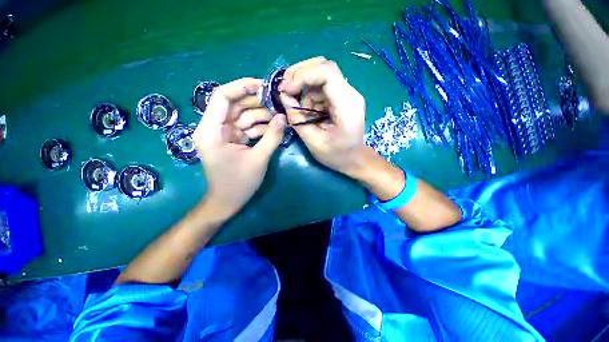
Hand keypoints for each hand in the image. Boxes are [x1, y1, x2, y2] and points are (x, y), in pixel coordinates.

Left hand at [194, 78, 285, 218]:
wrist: (227, 202)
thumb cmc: (238, 183)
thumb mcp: (258, 159)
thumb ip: (272, 137)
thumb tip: (283, 117)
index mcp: (211, 130)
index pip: (222, 97)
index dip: (242, 87)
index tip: (263, 85)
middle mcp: (214, 128)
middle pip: (235, 105)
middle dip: (257, 102)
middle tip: (278, 102)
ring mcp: (224, 134)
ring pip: (243, 116)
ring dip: (262, 116)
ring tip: (280, 116)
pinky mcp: (233, 140)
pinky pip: (247, 128)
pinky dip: (260, 127)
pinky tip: (274, 128)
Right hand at [279, 57, 366, 175]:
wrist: (355, 159)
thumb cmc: (337, 155)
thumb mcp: (314, 142)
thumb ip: (297, 119)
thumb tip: (284, 97)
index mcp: (346, 104)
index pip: (327, 72)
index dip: (303, 75)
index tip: (286, 89)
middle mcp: (349, 93)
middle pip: (323, 66)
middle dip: (300, 75)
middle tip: (285, 89)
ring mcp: (346, 94)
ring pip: (320, 77)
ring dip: (304, 89)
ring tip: (298, 109)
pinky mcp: (341, 98)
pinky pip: (321, 88)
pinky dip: (309, 96)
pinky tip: (307, 111)